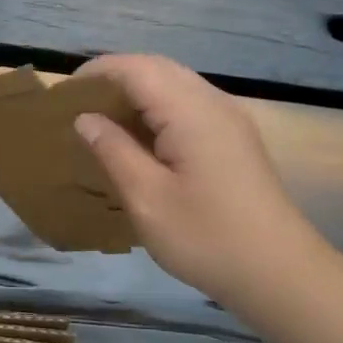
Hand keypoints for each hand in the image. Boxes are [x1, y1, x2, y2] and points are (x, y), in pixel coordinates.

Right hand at [73, 53, 323, 303]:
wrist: (278, 273)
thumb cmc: (206, 238)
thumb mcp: (146, 198)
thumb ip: (113, 151)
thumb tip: (86, 119)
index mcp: (191, 112)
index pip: (137, 69)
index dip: (97, 72)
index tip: (63, 93)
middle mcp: (214, 103)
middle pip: (158, 68)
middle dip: (115, 77)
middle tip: (78, 105)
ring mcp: (230, 120)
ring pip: (175, 84)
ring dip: (136, 92)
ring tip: (102, 120)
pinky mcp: (235, 139)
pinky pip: (189, 105)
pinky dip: (157, 109)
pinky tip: (139, 139)